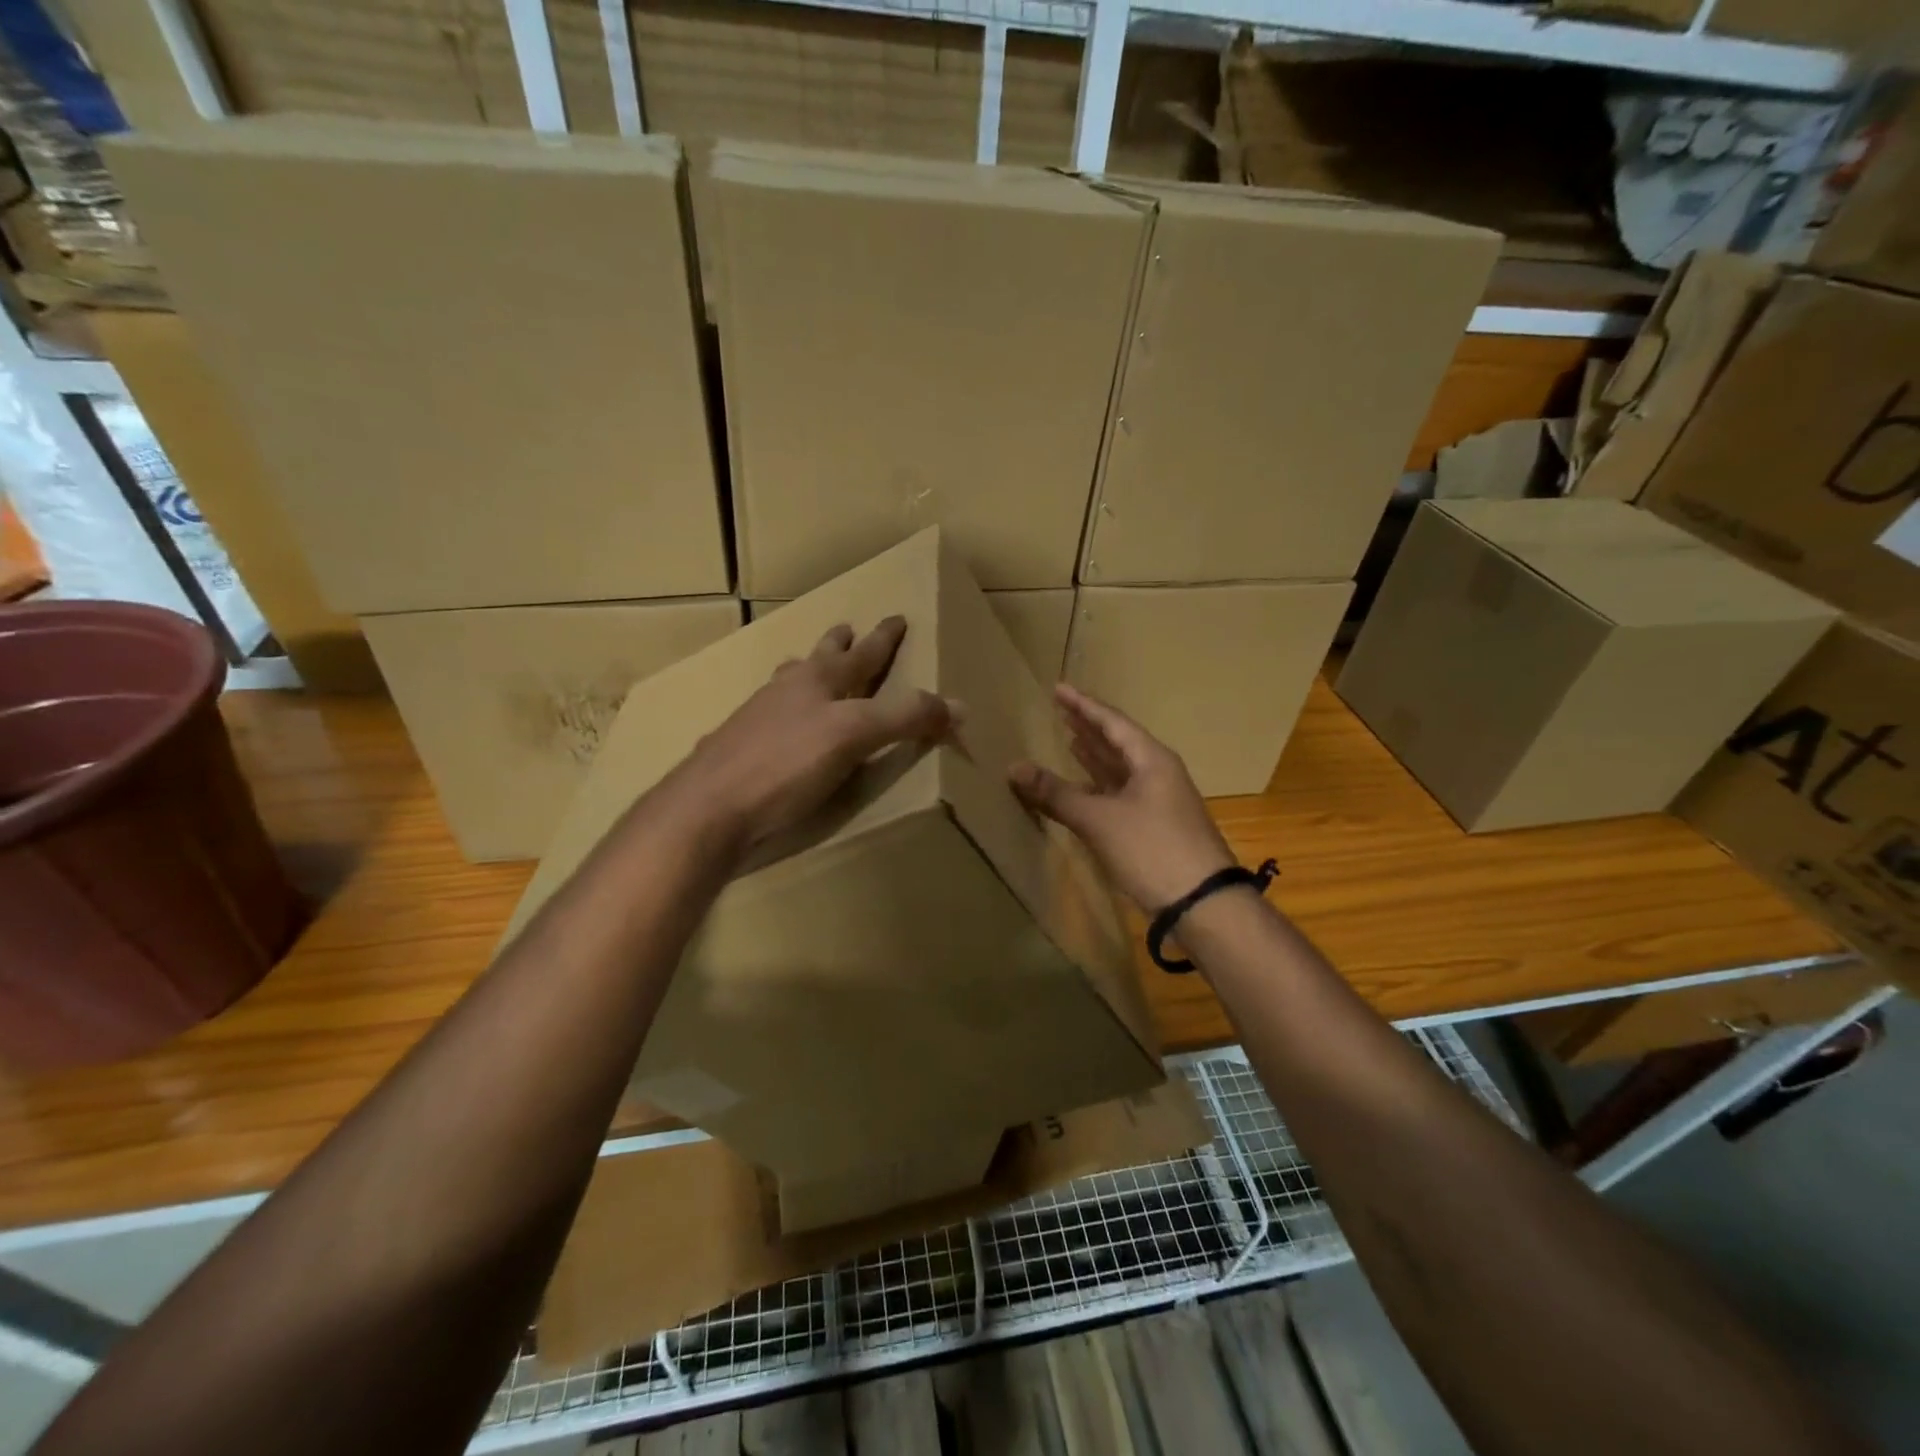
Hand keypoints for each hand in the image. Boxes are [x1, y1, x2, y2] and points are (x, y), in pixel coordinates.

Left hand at [669, 617, 957, 857]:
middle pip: (818, 659)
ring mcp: (756, 718)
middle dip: (837, 645)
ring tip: (806, 666)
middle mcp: (786, 691)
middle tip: (846, 629)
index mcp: (817, 682)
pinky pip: (767, 715)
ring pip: (786, 682)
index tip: (897, 618)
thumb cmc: (784, 765)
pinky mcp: (739, 749)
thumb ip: (904, 719)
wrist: (707, 809)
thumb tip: (959, 706)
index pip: (862, 654)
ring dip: (803, 670)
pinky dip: (781, 709)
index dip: (883, 638)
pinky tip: (774, 722)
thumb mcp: (853, 737)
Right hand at [1010, 684, 1234, 912]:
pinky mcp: (1154, 826)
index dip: (1083, 705)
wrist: (1201, 903)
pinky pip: (1120, 793)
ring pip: (1120, 769)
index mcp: (1151, 760)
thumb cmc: (1152, 849)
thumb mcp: (1099, 819)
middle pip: (1118, 742)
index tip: (1059, 689)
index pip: (1112, 722)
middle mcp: (1157, 773)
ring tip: (1069, 739)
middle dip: (1088, 726)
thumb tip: (1013, 768)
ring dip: (1095, 756)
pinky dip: (1099, 786)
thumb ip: (1056, 794)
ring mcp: (1158, 801)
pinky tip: (1083, 788)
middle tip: (1060, 710)